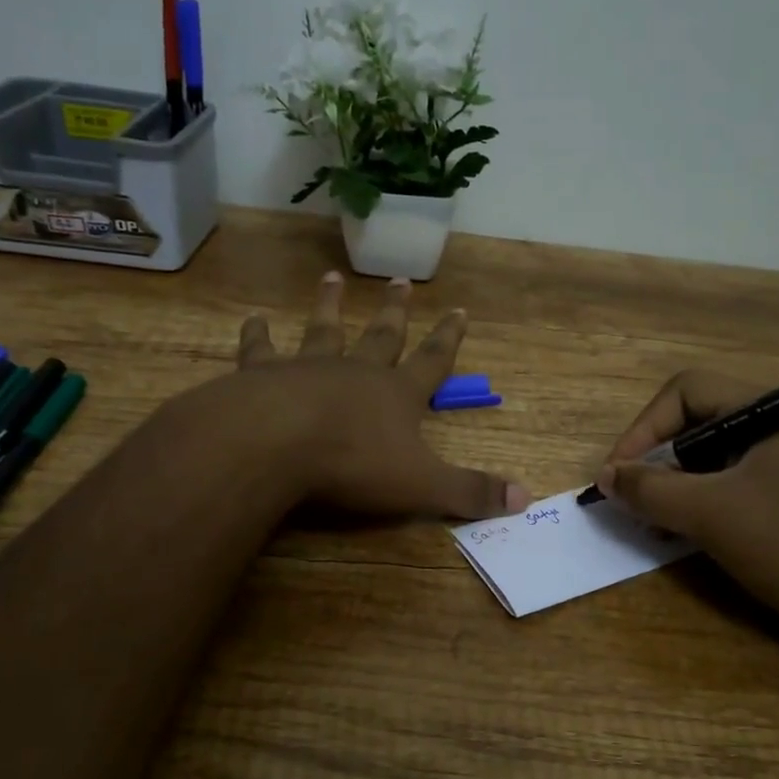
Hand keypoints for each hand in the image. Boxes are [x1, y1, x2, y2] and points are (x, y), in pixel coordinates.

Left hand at [196, 271, 531, 519]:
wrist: (275, 444)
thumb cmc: (353, 464)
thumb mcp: (423, 485)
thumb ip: (471, 492)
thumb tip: (526, 499)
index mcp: (397, 394)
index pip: (432, 360)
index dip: (448, 337)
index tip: (459, 309)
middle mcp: (356, 371)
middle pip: (381, 335)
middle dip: (394, 311)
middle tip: (400, 280)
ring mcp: (307, 368)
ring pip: (323, 330)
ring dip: (329, 305)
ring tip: (331, 278)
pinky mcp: (262, 374)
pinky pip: (261, 348)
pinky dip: (257, 334)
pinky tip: (253, 318)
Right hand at [595, 371, 778, 647]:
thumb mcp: (713, 513)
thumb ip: (652, 490)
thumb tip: (606, 476)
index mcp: (768, 412)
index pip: (685, 392)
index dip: (643, 427)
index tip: (619, 474)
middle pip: (697, 425)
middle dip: (656, 461)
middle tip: (633, 501)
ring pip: (713, 461)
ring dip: (675, 487)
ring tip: (654, 523)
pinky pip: (734, 489)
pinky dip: (703, 506)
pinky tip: (687, 536)